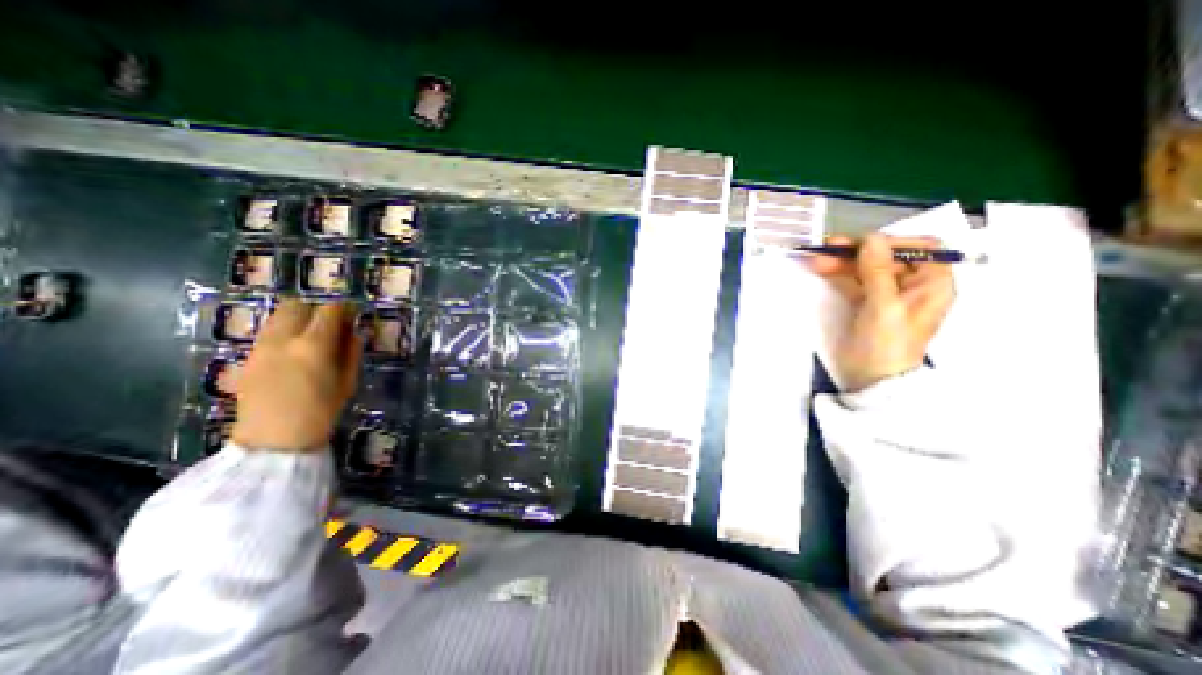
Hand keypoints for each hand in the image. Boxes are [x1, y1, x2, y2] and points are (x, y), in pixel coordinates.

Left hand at [230, 300, 359, 453]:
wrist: (274, 440)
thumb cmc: (322, 410)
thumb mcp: (348, 380)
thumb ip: (351, 351)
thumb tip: (352, 332)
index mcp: (313, 345)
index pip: (328, 310)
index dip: (343, 308)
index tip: (352, 313)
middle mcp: (283, 339)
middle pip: (296, 305)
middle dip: (316, 309)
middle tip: (330, 322)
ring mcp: (260, 347)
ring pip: (277, 317)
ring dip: (297, 319)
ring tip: (311, 336)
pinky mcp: (246, 358)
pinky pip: (266, 333)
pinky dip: (283, 332)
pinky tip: (293, 351)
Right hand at [807, 232, 959, 388]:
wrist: (870, 379)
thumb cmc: (885, 345)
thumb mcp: (884, 307)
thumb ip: (879, 272)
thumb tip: (871, 238)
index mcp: (931, 285)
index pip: (921, 248)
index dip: (893, 241)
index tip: (863, 245)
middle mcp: (912, 285)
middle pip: (887, 257)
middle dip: (858, 251)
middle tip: (828, 247)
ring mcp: (887, 294)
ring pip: (867, 267)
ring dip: (843, 261)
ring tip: (817, 258)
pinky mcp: (867, 303)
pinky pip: (854, 281)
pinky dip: (839, 273)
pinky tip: (822, 269)